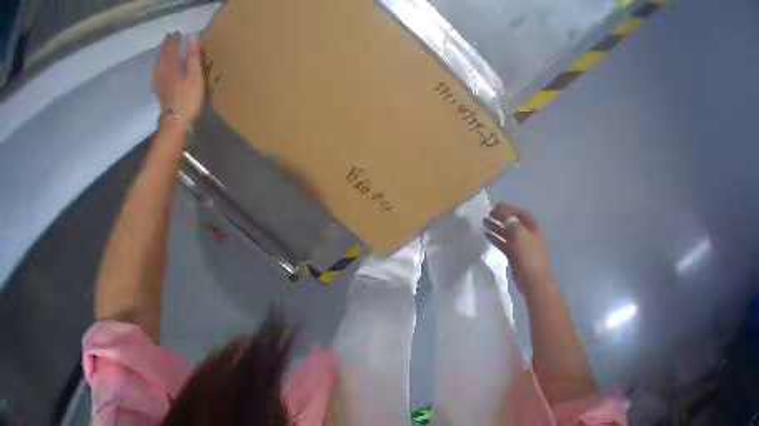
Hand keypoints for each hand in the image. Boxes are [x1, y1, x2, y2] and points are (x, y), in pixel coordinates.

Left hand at [153, 32, 204, 122]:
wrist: (176, 123)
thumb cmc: (189, 99)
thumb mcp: (196, 75)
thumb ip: (193, 55)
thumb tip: (192, 36)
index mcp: (173, 67)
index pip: (172, 49)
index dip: (174, 40)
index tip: (177, 32)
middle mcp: (164, 73)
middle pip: (163, 57)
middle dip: (166, 47)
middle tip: (168, 38)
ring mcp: (161, 85)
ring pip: (158, 67)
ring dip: (160, 57)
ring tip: (162, 52)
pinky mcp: (160, 95)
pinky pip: (156, 78)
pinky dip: (157, 71)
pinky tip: (157, 73)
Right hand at [483, 204, 551, 295]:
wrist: (533, 280)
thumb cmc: (529, 256)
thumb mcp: (521, 235)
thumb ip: (513, 224)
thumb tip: (506, 218)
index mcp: (533, 228)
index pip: (520, 214)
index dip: (508, 209)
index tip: (495, 207)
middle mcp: (527, 235)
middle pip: (513, 223)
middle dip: (501, 217)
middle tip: (488, 214)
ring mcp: (521, 247)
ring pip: (507, 234)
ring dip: (497, 227)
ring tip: (485, 222)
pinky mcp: (514, 257)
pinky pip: (504, 244)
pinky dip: (496, 239)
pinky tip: (488, 235)